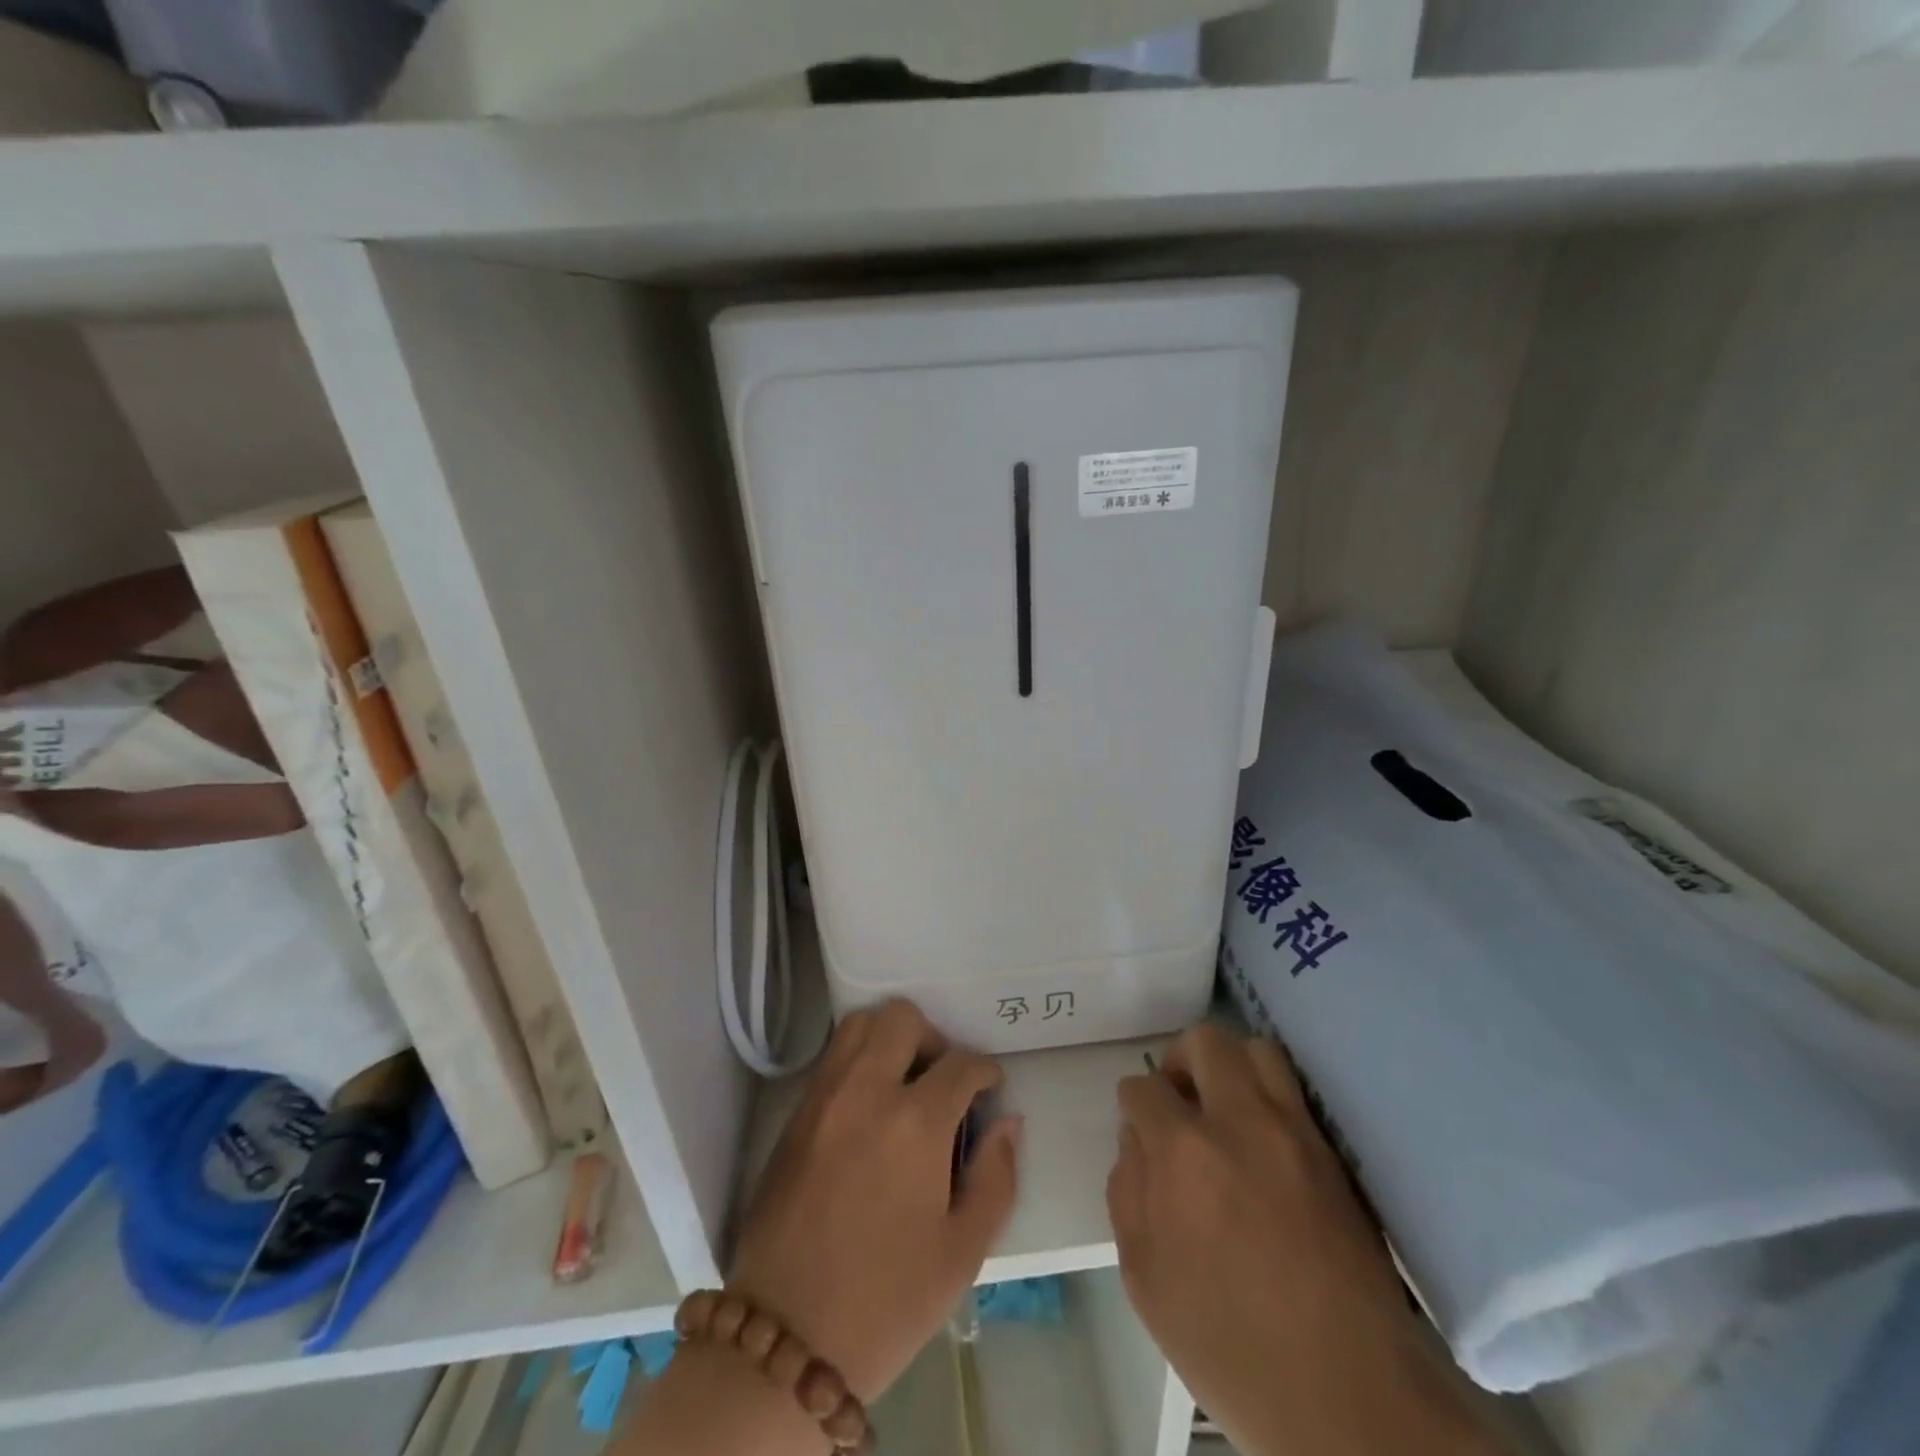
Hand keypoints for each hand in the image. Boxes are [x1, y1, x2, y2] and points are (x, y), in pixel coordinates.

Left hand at [728, 999, 1020, 1401]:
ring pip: (859, 1024)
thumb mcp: (963, 1251)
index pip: (960, 1063)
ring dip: (889, 1039)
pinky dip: (857, 1060)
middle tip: (942, 1081)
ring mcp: (824, 1098)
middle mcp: (867, 1091)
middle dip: (933, 1039)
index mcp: (915, 1122)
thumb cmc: (888, 1301)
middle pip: (902, 1018)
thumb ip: (996, 1176)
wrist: (787, 1341)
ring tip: (903, 1084)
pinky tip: (869, 1107)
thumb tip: (1007, 1121)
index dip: (984, 1071)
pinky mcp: (795, 1115)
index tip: (989, 1088)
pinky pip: (831, 1058)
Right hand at [1109, 1023, 1498, 1455]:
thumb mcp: (1144, 1279)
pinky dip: (1271, 1094)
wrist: (1346, 1395)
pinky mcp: (1333, 1154)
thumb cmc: (1229, 1345)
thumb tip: (1136, 1140)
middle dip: (1180, 1062)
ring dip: (1231, 1067)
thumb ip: (1127, 1192)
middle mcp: (1240, 1122)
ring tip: (1224, 1108)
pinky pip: (1296, 1092)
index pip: (1143, 1087)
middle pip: (1205, 1042)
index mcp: (1183, 1151)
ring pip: (1258, 1051)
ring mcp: (1294, 1133)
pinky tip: (1263, 1137)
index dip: (1134, 1105)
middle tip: (1180, 1102)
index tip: (1141, 1127)